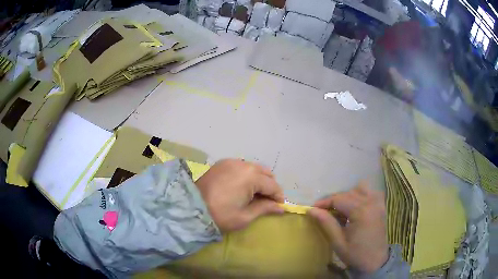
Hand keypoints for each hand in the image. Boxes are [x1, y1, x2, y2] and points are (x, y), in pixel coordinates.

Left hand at [195, 159, 284, 231]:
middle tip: (265, 201)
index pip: (272, 185)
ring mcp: (231, 161)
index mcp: (251, 176)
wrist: (191, 208)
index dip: (278, 197)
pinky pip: (241, 167)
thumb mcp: (245, 216)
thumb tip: (281, 207)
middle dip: (269, 186)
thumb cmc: (220, 215)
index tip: (278, 207)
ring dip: (258, 180)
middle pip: (265, 173)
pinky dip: (246, 175)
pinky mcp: (222, 163)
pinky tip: (241, 187)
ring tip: (253, 195)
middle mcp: (243, 164)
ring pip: (254, 168)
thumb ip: (265, 208)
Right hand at [308, 181, 387, 272]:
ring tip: (341, 210)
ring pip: (360, 189)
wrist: (376, 261)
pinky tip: (355, 208)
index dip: (324, 202)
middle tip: (324, 212)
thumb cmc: (356, 254)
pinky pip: (370, 192)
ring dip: (348, 196)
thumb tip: (311, 210)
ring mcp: (378, 202)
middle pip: (348, 193)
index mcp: (361, 212)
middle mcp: (371, 202)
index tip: (312, 209)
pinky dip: (361, 195)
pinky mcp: (381, 206)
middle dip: (334, 200)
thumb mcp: (338, 242)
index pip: (339, 199)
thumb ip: (326, 223)